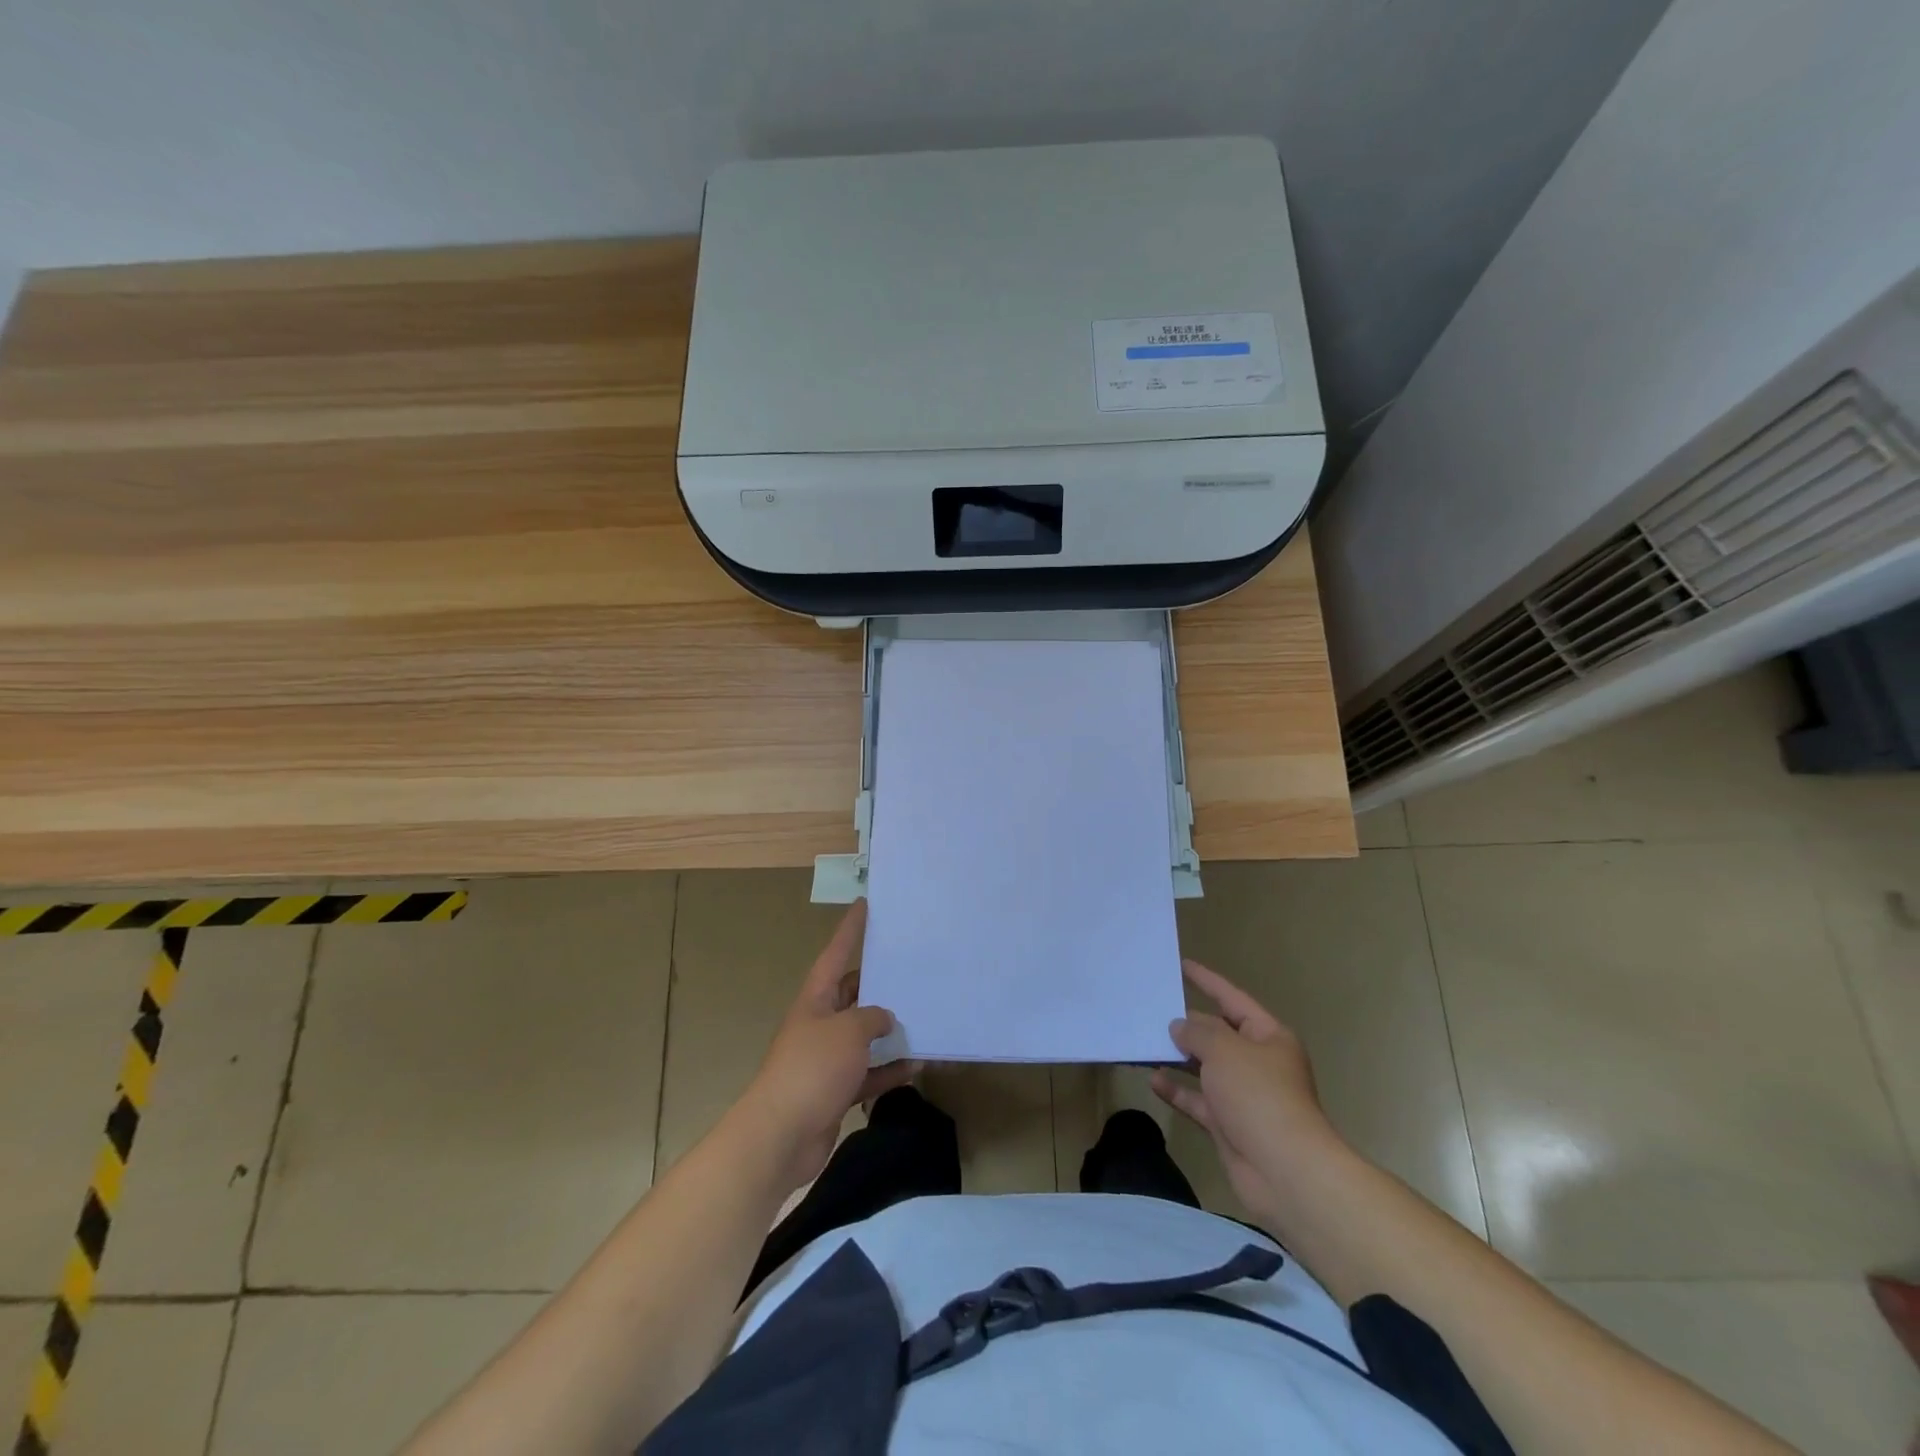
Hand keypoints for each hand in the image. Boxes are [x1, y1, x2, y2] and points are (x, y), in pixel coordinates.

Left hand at [737, 900, 913, 1192]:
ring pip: (863, 1035)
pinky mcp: (835, 1089)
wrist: (781, 1135)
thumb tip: (884, 1018)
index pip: (835, 954)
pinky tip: (916, 1066)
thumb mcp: (848, 1031)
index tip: (864, 905)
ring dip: (889, 1031)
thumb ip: (872, 1018)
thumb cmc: (812, 1068)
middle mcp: (820, 1022)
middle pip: (852, 994)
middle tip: (911, 968)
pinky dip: (889, 1070)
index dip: (850, 930)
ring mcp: (826, 1058)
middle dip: (878, 983)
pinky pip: (868, 1072)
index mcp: (816, 999)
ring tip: (922, 1017)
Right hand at [1151, 959, 1346, 1227]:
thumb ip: (1197, 1032)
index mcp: (1268, 1036)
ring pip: (1205, 1068)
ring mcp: (1243, 1096)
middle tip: (1152, 1009)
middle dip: (1188, 1024)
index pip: (1233, 999)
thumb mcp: (1225, 1050)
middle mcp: (1258, 1062)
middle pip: (1218, 1034)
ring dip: (1178, 1058)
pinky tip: (1153, 1080)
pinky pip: (1198, 1100)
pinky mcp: (1229, 1125)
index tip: (1182, 965)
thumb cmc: (1259, 1095)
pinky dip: (1177, 1091)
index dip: (1207, 981)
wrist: (1285, 1170)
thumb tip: (1180, 1027)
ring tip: (1146, 1042)